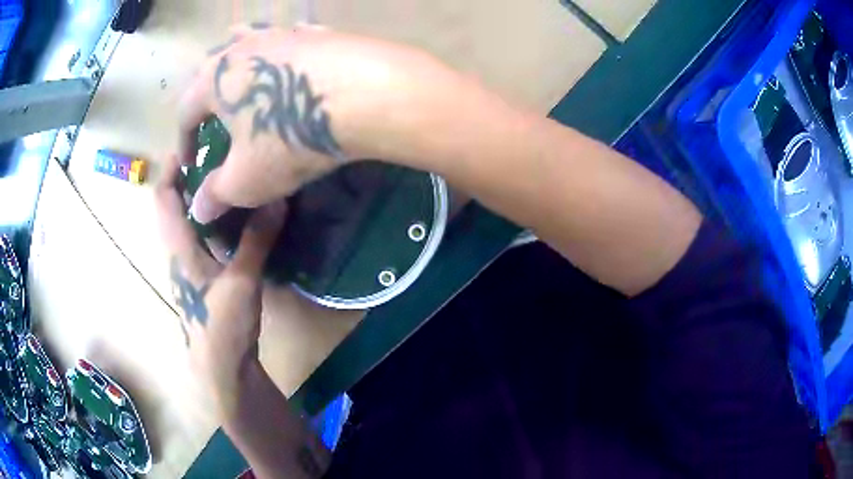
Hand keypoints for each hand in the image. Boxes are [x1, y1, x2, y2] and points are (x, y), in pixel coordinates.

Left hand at [156, 154, 285, 418]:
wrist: (221, 368)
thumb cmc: (222, 326)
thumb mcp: (242, 282)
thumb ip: (257, 240)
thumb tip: (277, 198)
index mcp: (179, 248)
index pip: (164, 199)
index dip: (170, 171)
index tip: (187, 145)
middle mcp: (177, 253)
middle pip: (172, 208)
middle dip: (185, 179)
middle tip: (213, 156)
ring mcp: (188, 267)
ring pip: (185, 224)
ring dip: (197, 200)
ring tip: (223, 180)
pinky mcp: (200, 279)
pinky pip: (198, 239)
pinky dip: (208, 221)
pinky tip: (231, 220)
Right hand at [179, 23, 463, 222]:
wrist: (365, 93)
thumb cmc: (290, 136)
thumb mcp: (247, 178)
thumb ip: (217, 193)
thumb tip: (196, 209)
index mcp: (214, 79)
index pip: (184, 112)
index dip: (183, 140)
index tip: (189, 162)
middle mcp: (243, 47)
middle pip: (211, 69)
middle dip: (205, 95)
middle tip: (210, 116)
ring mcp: (282, 33)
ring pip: (248, 44)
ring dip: (239, 62)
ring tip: (240, 75)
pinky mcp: (317, 32)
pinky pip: (288, 40)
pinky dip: (282, 51)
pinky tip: (291, 58)